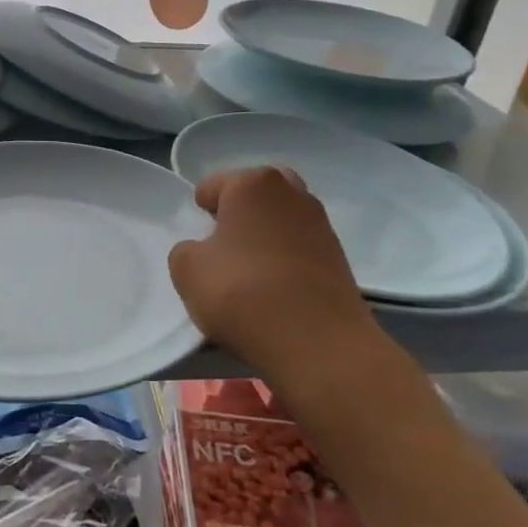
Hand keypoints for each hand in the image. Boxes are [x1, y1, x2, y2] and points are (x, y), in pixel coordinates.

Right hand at [168, 167, 383, 385]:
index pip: (215, 185)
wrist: (317, 343)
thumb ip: (187, 251)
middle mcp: (292, 193)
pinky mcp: (340, 258)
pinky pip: (302, 247)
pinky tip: (276, 290)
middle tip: (225, 244)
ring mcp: (321, 225)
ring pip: (283, 219)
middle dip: (241, 211)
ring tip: (251, 271)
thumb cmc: (242, 292)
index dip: (201, 210)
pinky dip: (287, 259)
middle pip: (258, 192)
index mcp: (252, 184)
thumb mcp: (187, 271)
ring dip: (267, 235)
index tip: (198, 239)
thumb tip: (205, 251)